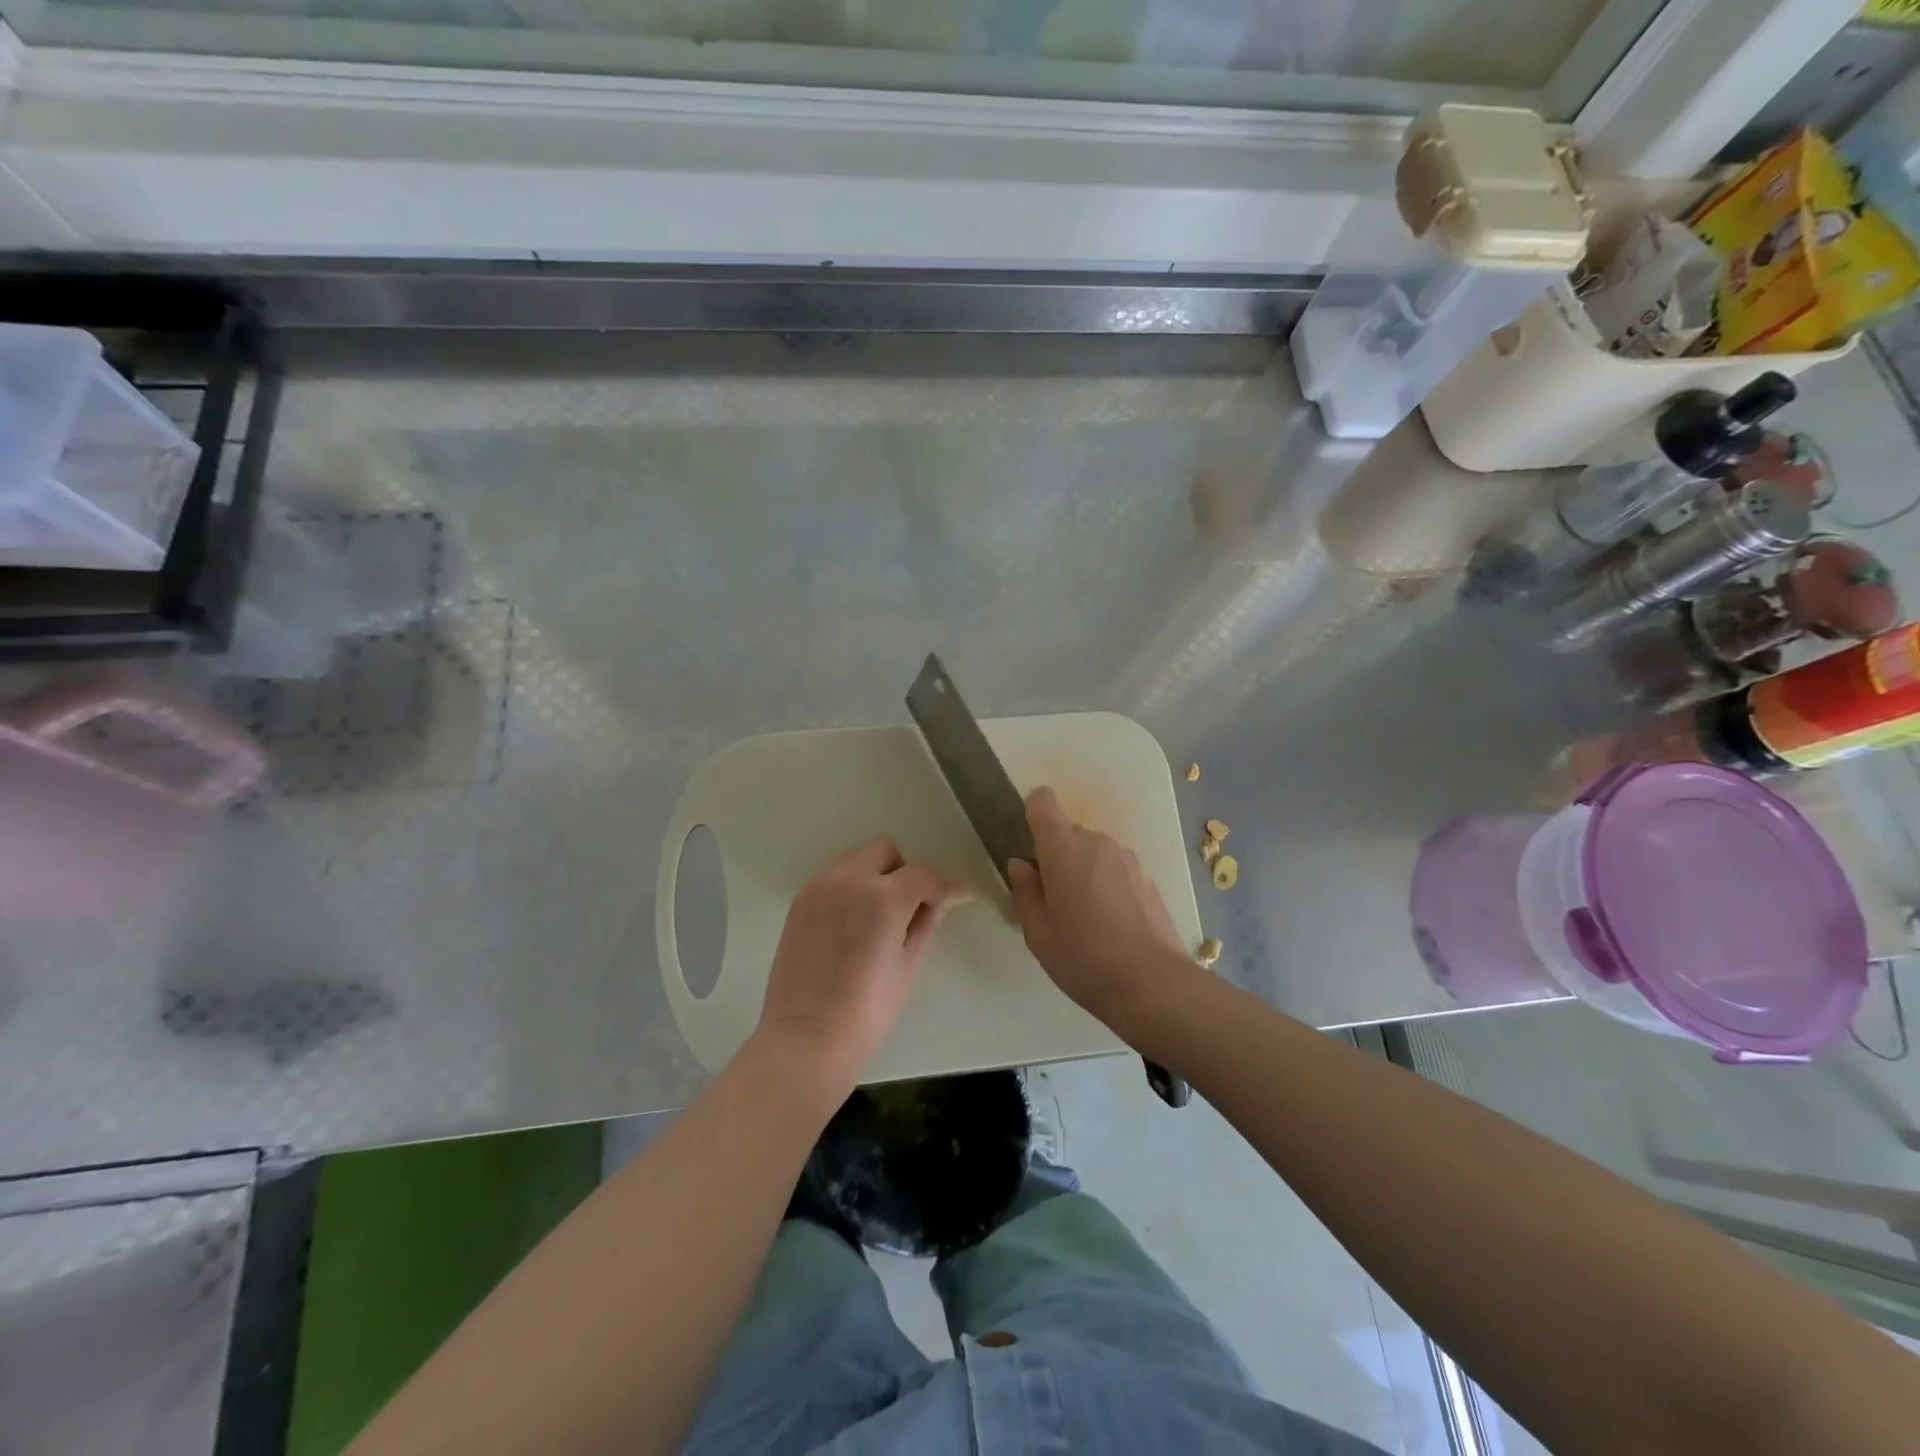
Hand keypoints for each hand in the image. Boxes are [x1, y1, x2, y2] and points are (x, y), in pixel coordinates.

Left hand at [756, 837, 954, 1086]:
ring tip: (873, 919)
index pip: (923, 875)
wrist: (806, 1038)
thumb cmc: (867, 1011)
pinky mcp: (800, 901)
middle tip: (904, 911)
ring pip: (855, 859)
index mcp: (884, 897)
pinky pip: (832, 878)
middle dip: (902, 873)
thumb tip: (942, 900)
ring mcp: (820, 887)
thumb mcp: (908, 966)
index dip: (939, 890)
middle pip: (885, 850)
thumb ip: (926, 923)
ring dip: (872, 876)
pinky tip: (848, 926)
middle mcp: (850, 879)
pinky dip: (847, 889)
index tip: (944, 906)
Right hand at [1007, 786, 1194, 1034]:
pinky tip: (1111, 925)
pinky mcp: (1147, 878)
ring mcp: (1127, 859)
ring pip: (1093, 852)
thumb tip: (1021, 865)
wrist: (1154, 985)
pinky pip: (1115, 870)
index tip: (1028, 848)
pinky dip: (1106, 885)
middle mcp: (1098, 843)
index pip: (1043, 802)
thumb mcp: (1038, 934)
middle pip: (1068, 832)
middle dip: (1056, 857)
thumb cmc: (1084, 960)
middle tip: (1053, 901)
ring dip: (1083, 872)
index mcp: (1064, 850)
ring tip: (1084, 918)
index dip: (1032, 814)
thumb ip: (1024, 892)